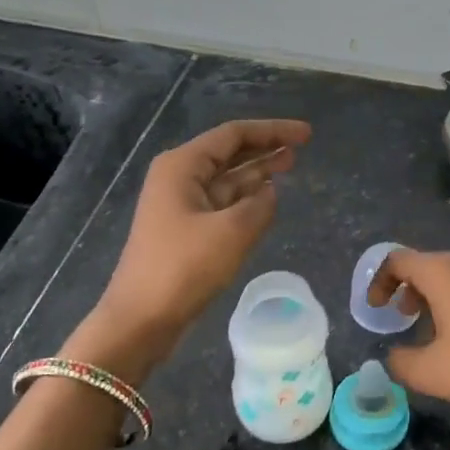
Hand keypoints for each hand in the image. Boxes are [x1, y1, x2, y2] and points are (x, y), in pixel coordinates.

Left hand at [70, 118, 310, 375]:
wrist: (142, 318)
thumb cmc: (184, 267)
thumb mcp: (232, 232)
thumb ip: (259, 205)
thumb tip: (269, 192)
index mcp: (182, 166)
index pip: (234, 135)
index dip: (273, 131)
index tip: (307, 134)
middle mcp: (178, 178)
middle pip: (229, 153)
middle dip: (265, 148)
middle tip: (301, 149)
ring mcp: (179, 205)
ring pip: (226, 179)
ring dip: (257, 172)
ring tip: (290, 166)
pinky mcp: (184, 231)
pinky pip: (221, 203)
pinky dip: (245, 198)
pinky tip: (266, 199)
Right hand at [368, 250, 449, 427]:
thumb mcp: (432, 373)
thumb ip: (401, 362)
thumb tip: (394, 356)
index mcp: (444, 272)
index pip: (398, 260)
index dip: (379, 281)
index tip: (377, 308)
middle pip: (430, 264)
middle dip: (410, 289)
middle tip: (405, 316)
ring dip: (440, 295)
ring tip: (439, 328)